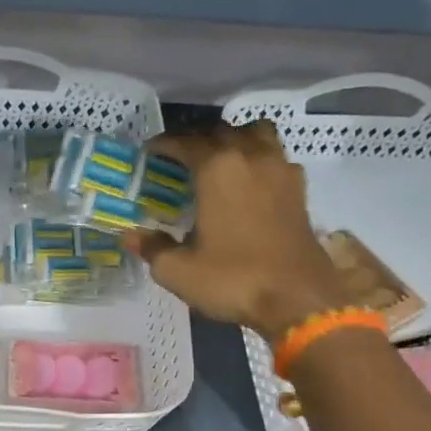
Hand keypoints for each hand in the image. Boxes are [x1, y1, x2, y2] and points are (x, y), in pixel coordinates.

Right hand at [126, 120, 351, 343]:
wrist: (298, 298)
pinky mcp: (299, 189)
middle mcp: (250, 158)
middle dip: (197, 140)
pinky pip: (276, 157)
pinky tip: (249, 182)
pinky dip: (259, 159)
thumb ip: (153, 248)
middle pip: (221, 132)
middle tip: (178, 160)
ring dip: (234, 139)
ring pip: (256, 133)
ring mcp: (280, 170)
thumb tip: (131, 236)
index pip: (185, 143)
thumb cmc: (232, 279)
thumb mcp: (178, 271)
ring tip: (219, 159)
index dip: (164, 145)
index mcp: (217, 170)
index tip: (149, 153)